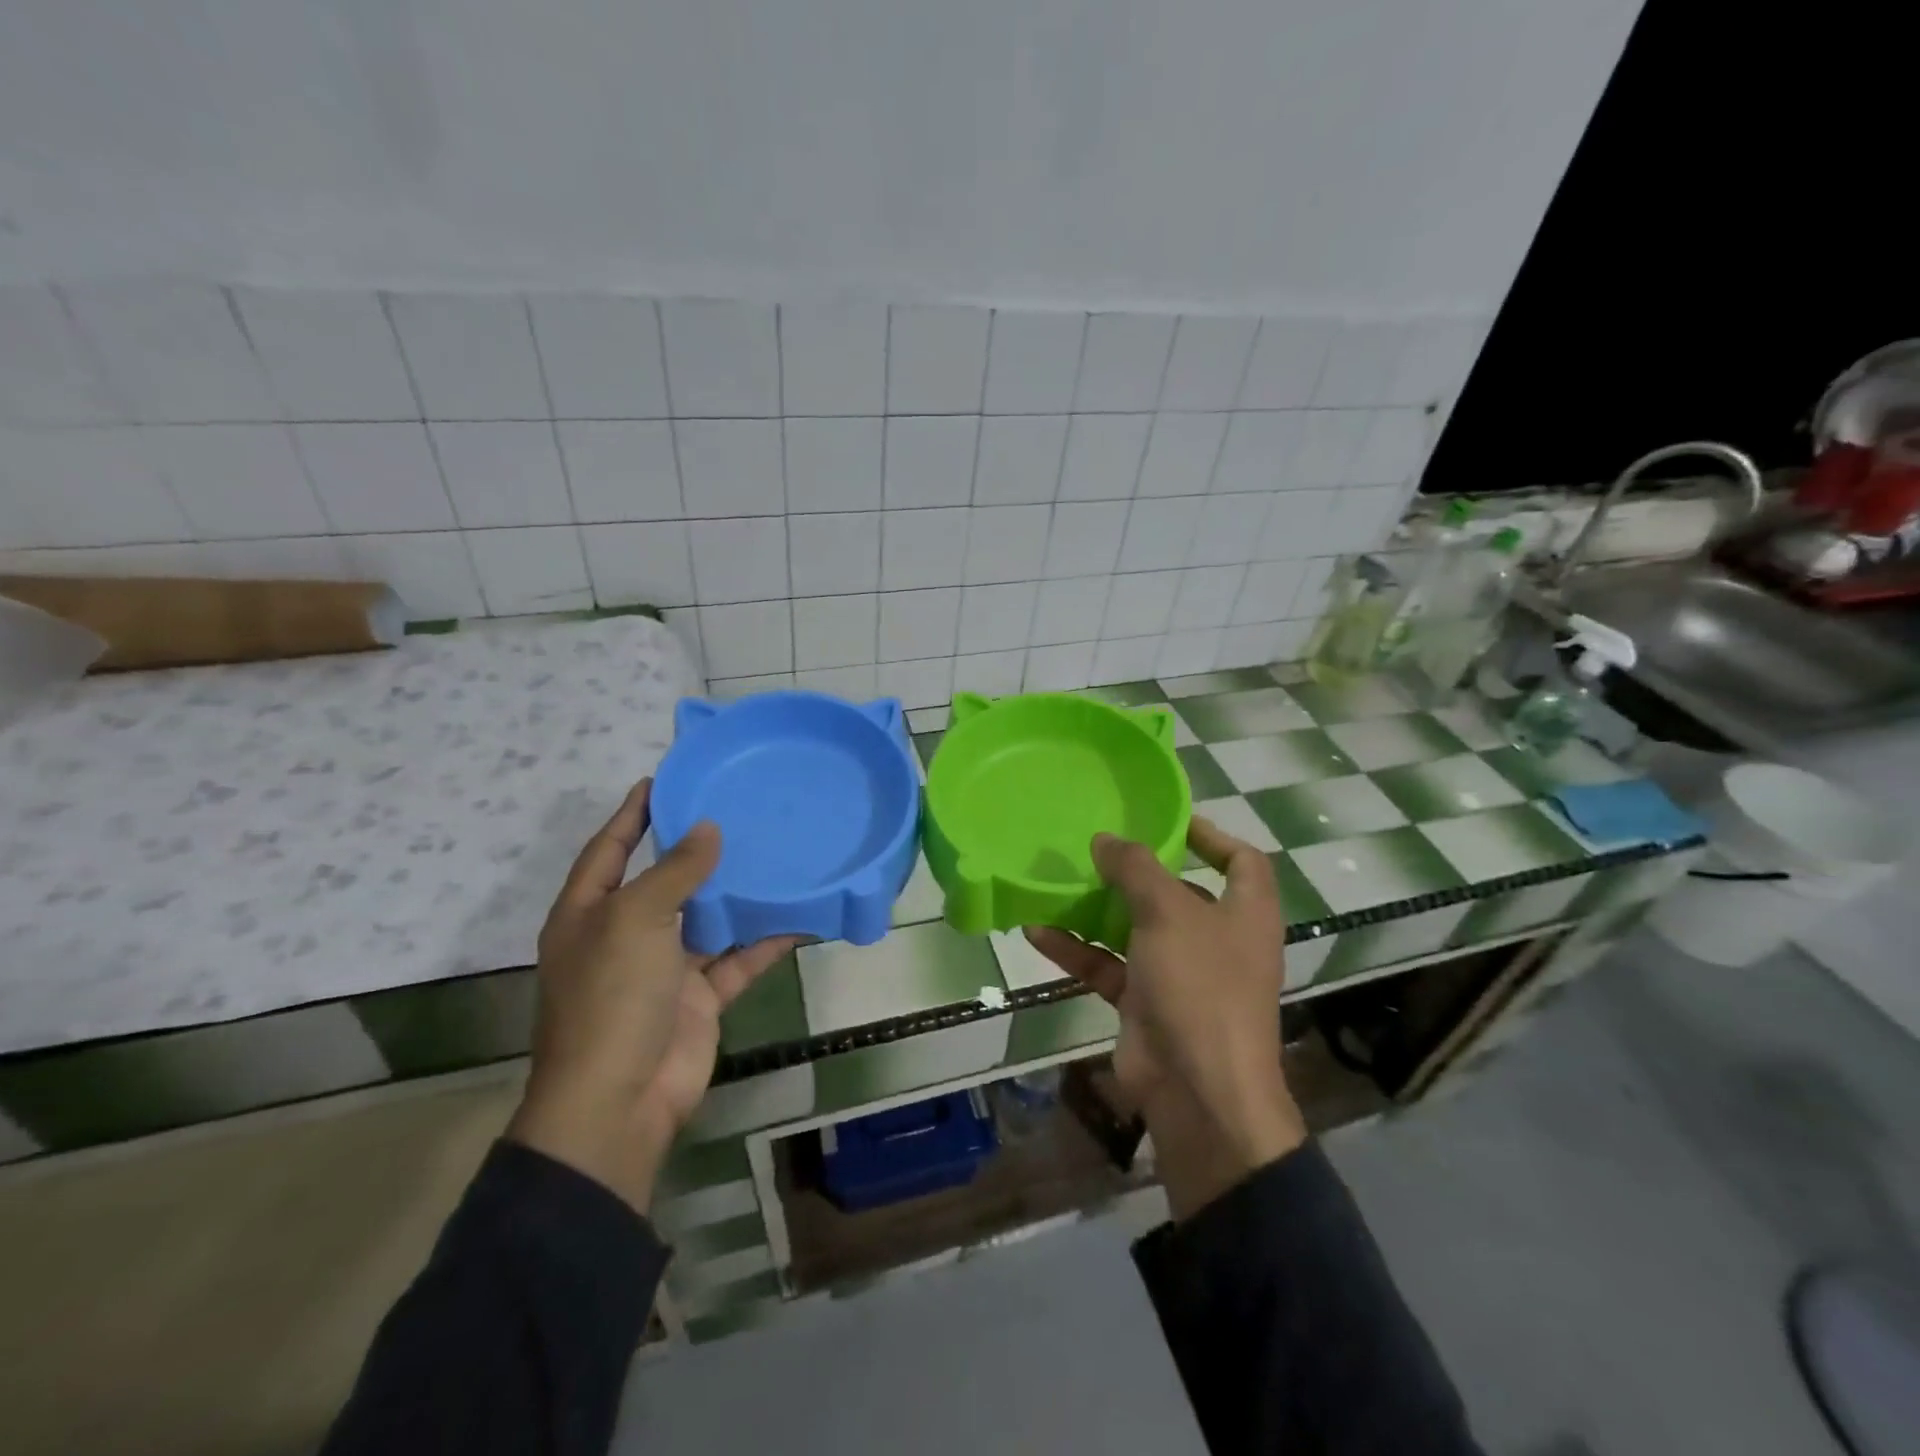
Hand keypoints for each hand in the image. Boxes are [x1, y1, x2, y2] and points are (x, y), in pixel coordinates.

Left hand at [507, 780, 796, 1213]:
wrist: (619, 1101)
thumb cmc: (611, 998)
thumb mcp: (635, 920)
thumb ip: (674, 872)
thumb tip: (707, 829)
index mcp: (589, 913)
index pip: (609, 848)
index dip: (632, 814)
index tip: (662, 780)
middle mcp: (625, 935)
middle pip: (664, 880)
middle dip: (696, 849)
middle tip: (737, 810)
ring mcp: (664, 969)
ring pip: (708, 919)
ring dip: (738, 893)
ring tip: (775, 852)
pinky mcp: (700, 997)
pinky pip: (738, 959)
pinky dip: (766, 941)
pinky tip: (800, 916)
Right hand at [1025, 817, 1304, 1219]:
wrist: (1198, 1093)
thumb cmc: (1200, 986)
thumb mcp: (1169, 913)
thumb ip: (1136, 869)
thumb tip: (1106, 839)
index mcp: (1245, 913)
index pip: (1242, 861)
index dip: (1212, 836)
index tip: (1169, 821)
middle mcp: (1217, 940)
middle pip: (1179, 893)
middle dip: (1139, 872)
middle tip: (1097, 848)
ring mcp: (1180, 974)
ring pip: (1135, 930)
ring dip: (1097, 910)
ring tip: (1058, 882)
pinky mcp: (1145, 1003)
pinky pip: (1108, 966)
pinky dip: (1077, 950)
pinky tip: (1037, 930)